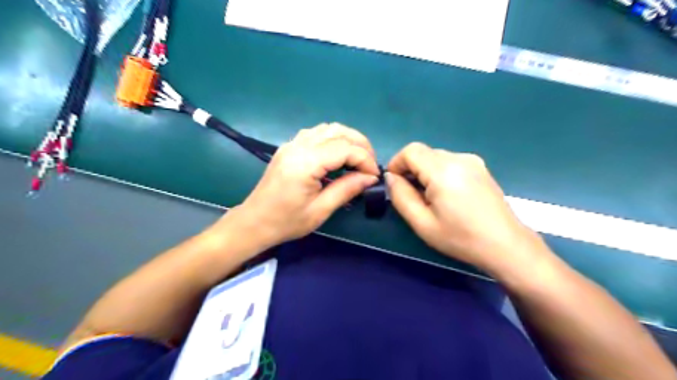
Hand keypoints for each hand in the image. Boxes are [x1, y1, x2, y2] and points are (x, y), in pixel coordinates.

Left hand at [223, 123, 379, 249]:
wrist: (254, 222)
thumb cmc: (286, 222)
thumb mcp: (320, 210)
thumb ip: (347, 189)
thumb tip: (370, 177)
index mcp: (305, 163)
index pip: (344, 149)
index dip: (365, 159)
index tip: (374, 176)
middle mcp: (298, 146)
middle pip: (338, 131)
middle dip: (360, 145)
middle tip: (370, 165)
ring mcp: (291, 144)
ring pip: (328, 128)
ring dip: (347, 139)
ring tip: (358, 159)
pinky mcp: (289, 147)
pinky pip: (316, 133)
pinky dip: (333, 139)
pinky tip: (338, 156)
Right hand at [386, 142, 548, 275]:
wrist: (506, 245)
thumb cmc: (461, 238)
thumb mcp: (422, 223)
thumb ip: (400, 196)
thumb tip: (391, 177)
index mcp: (443, 171)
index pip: (410, 151)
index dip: (396, 163)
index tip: (394, 184)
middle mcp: (459, 158)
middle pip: (423, 153)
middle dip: (411, 169)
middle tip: (411, 196)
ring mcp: (473, 161)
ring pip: (436, 157)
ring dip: (425, 172)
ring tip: (430, 198)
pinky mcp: (481, 168)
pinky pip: (451, 162)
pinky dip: (440, 173)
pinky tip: (447, 195)